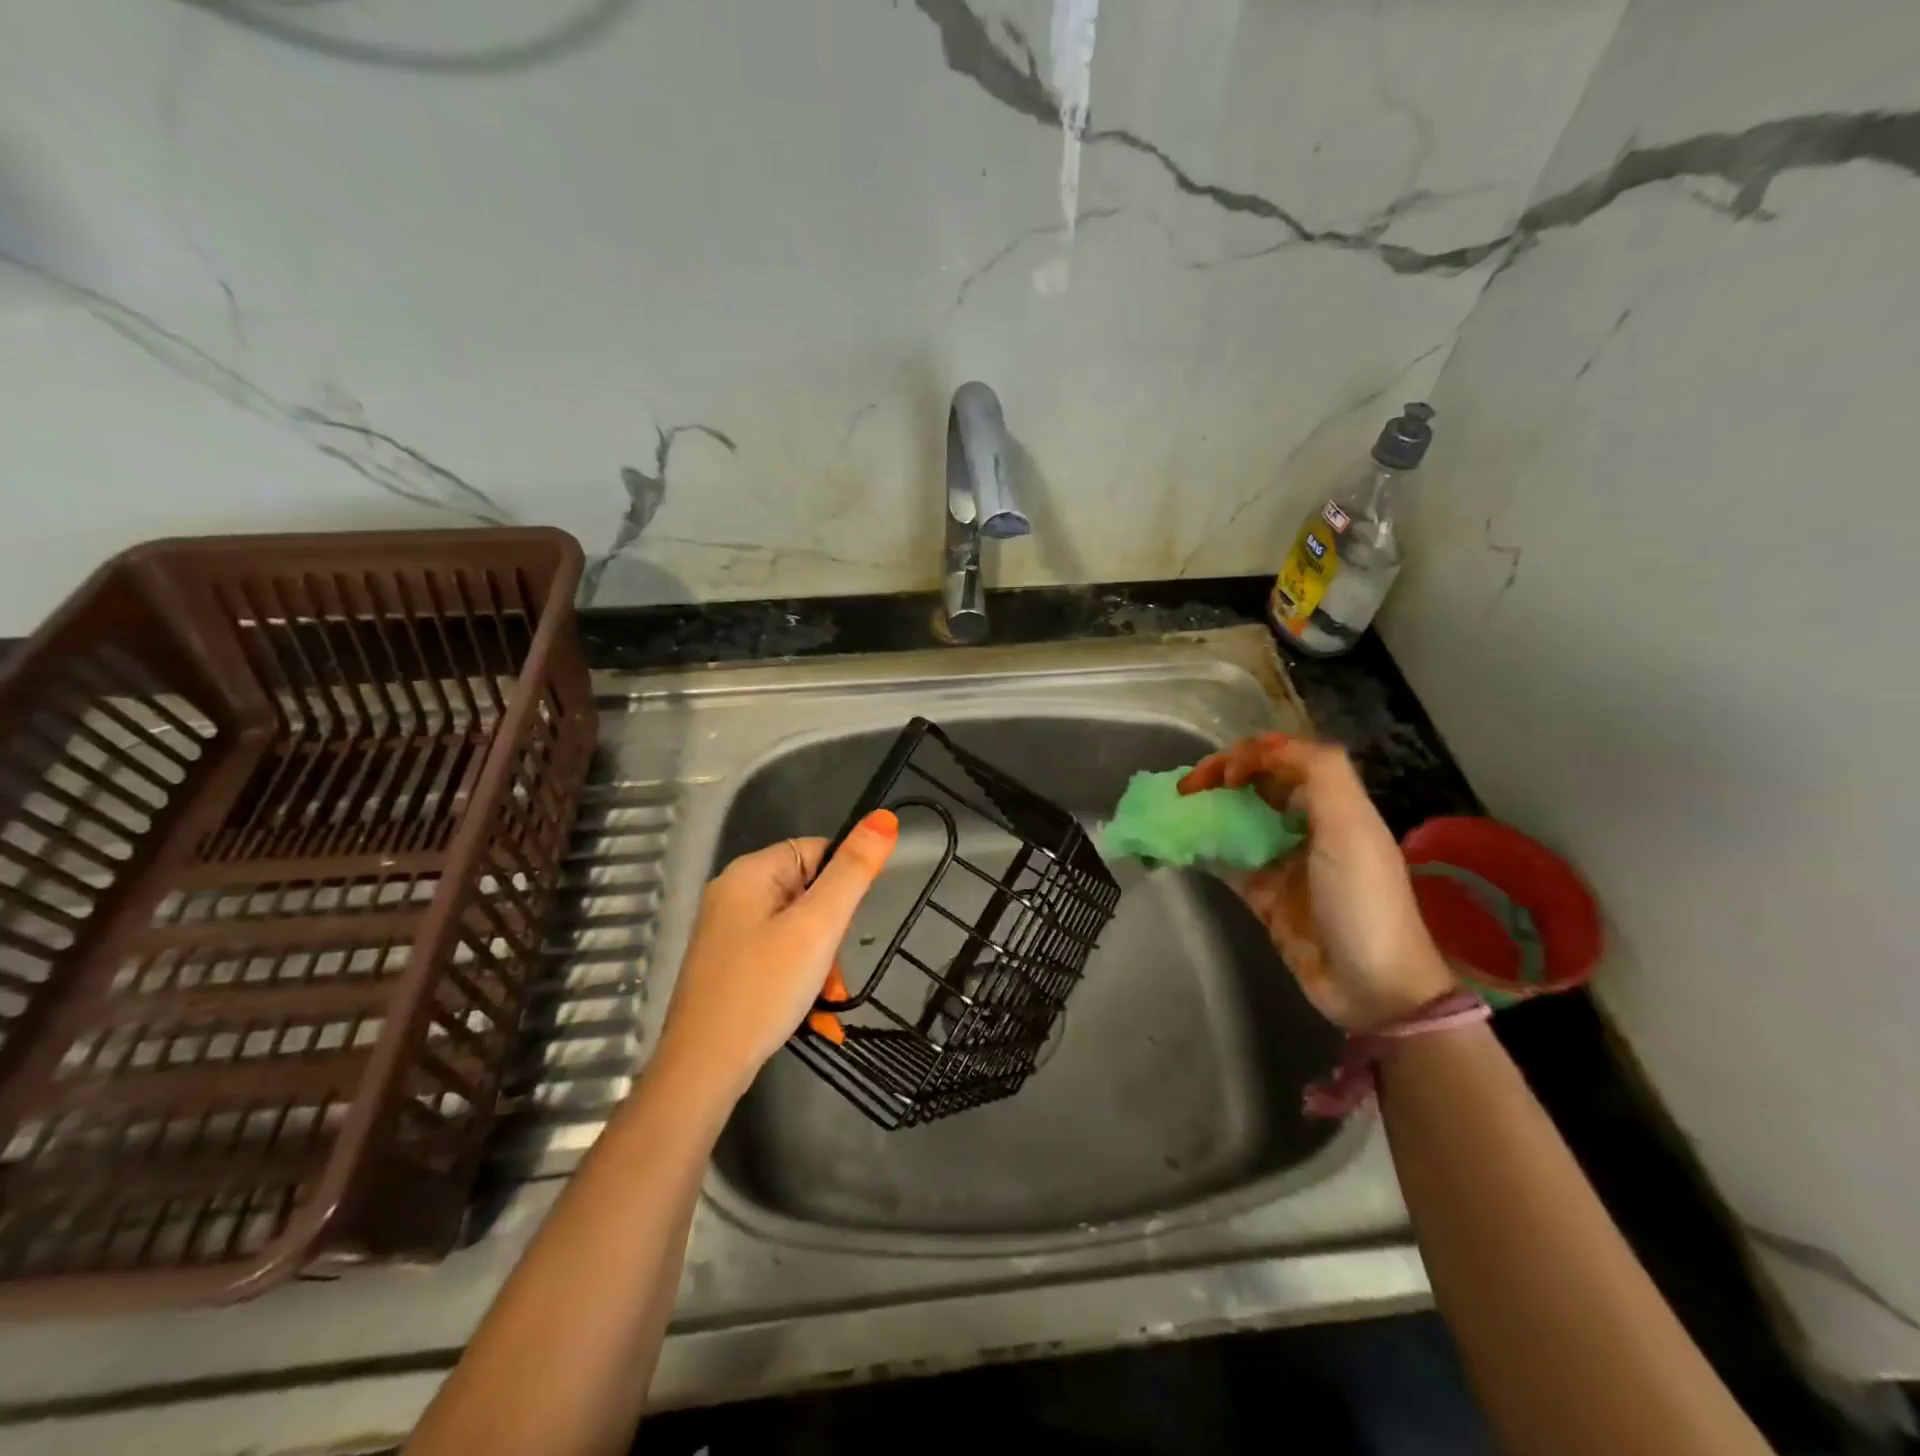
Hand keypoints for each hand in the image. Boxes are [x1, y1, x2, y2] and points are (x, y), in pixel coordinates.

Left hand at [656, 810, 897, 1099]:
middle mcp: (732, 893)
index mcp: (749, 873)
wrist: (703, 1069)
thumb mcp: (819, 926)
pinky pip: (777, 953)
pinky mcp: (725, 965)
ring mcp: (725, 931)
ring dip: (819, 960)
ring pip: (796, 928)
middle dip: (831, 934)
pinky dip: (798, 976)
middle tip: (831, 973)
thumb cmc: (764, 988)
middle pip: (808, 892)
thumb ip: (853, 871)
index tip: (844, 927)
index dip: (842, 886)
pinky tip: (806, 1007)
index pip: (817, 852)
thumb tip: (884, 817)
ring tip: (823, 998)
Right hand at [1180, 734, 1452, 1031]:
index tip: (1221, 774)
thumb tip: (1267, 747)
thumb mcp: (1350, 827)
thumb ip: (1319, 773)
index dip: (1251, 755)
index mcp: (1334, 806)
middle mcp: (1307, 827)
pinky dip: (1202, 849)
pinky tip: (1177, 844)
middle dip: (1221, 778)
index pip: (1286, 760)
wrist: (1373, 986)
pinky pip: (1227, 861)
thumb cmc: (1362, 899)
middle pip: (1258, 787)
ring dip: (1208, 810)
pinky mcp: (1264, 895)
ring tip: (1174, 810)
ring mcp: (1283, 862)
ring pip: (1238, 821)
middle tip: (1187, 789)